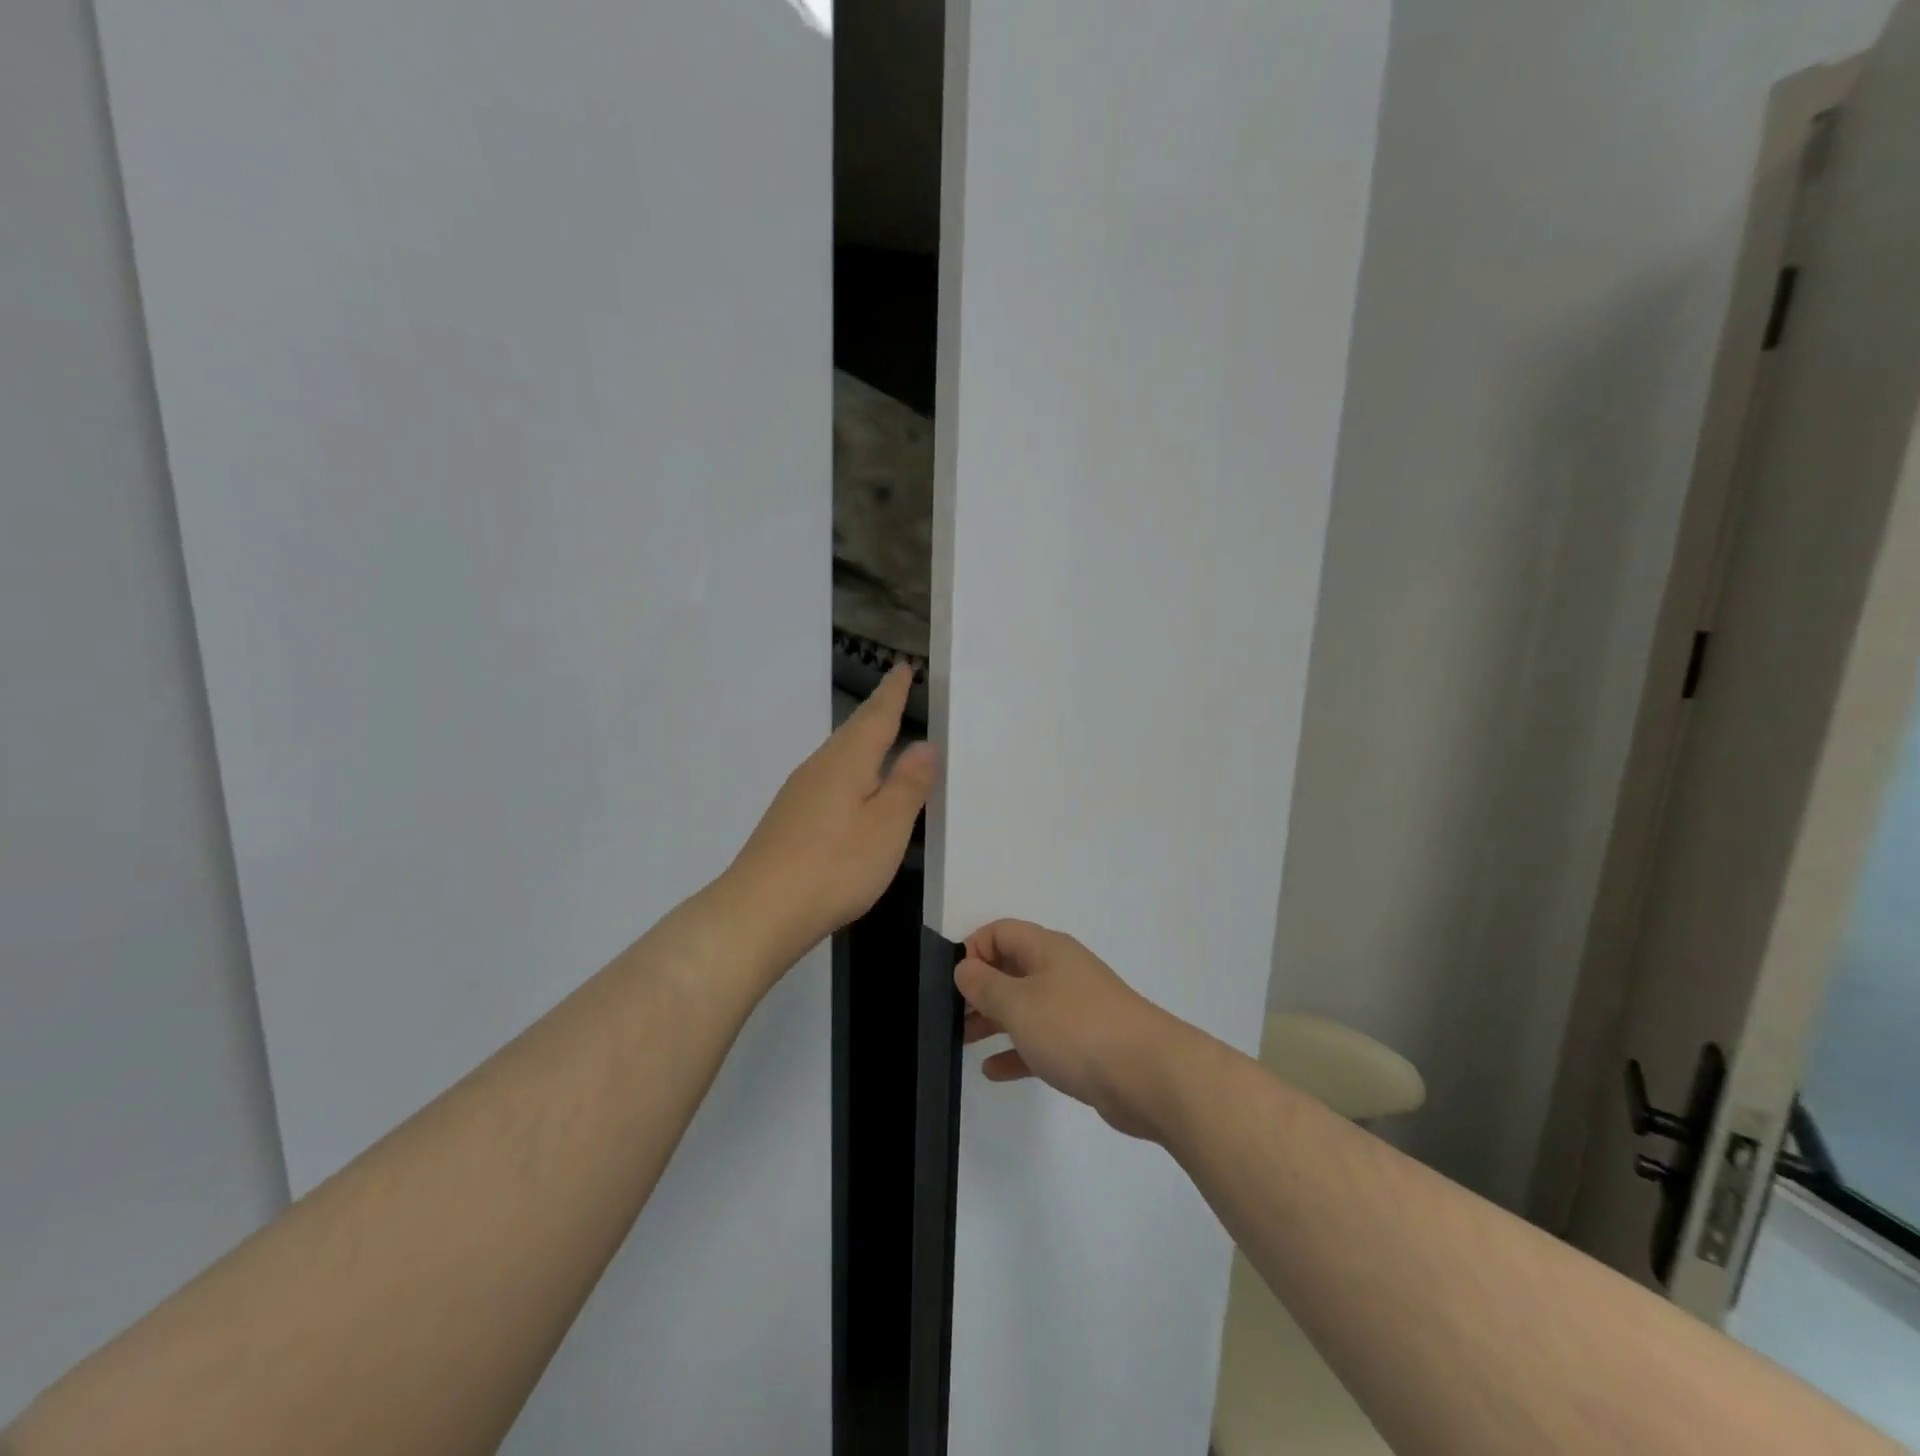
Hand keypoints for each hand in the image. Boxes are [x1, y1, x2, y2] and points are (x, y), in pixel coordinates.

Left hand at [727, 665, 938, 962]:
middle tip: (897, 693)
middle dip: (878, 712)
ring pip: (839, 755)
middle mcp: (820, 767)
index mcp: (847, 761)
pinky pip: (829, 778)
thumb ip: (907, 784)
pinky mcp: (790, 818)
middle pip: (854, 731)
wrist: (759, 910)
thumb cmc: (834, 865)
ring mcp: (799, 793)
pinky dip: (850, 771)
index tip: (903, 667)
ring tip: (884, 737)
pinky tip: (853, 790)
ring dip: (863, 741)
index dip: (893, 692)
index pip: (876, 715)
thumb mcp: (886, 827)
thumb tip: (925, 743)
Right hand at [956, 920, 1190, 1140]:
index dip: (973, 949)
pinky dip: (1017, 1051)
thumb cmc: (1075, 1028)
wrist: (1148, 1074)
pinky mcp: (1085, 1044)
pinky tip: (993, 1071)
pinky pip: (1041, 1041)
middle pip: (1011, 968)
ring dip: (993, 1021)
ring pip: (1025, 1006)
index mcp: (1046, 949)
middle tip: (951, 1016)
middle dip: (979, 989)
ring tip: (963, 1042)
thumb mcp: (1018, 1003)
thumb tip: (964, 967)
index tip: (952, 982)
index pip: (1000, 932)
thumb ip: (984, 985)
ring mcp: (1075, 1008)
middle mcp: (1061, 971)